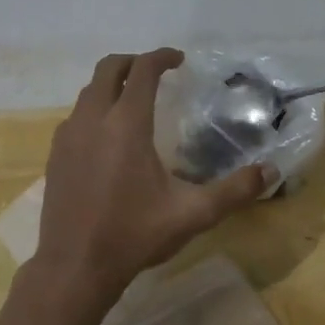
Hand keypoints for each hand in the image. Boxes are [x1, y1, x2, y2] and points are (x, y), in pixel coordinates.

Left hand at [32, 49, 270, 307]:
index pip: (142, 71)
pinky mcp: (54, 155)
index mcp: (126, 124)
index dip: (161, 57)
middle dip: (132, 61)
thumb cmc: (134, 235)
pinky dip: (94, 110)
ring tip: (133, 101)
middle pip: (107, 69)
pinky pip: (75, 116)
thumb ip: (234, 191)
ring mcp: (68, 137)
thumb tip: (270, 171)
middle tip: (156, 72)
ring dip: (110, 85)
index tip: (179, 59)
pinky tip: (108, 137)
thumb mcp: (192, 214)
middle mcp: (92, 120)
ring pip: (87, 92)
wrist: (74, 267)